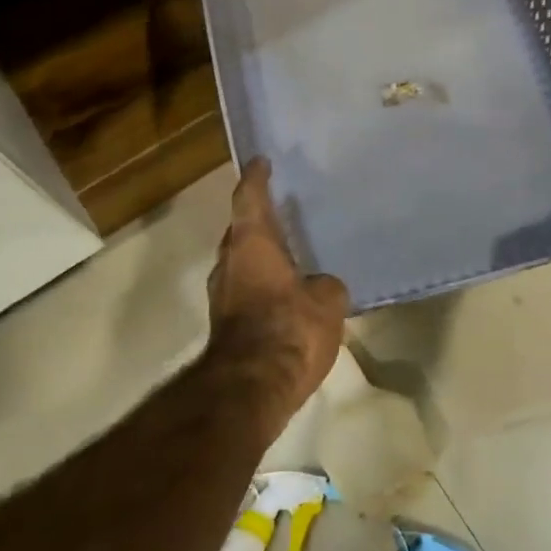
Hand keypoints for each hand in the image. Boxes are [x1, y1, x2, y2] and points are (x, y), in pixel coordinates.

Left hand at [205, 158, 349, 427]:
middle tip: (281, 210)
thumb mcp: (327, 301)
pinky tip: (285, 292)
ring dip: (259, 256)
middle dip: (257, 220)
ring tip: (288, 252)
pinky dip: (261, 284)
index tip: (262, 162)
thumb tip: (319, 288)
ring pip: (241, 262)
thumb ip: (325, 286)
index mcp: (252, 243)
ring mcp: (222, 295)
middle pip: (240, 230)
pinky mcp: (225, 324)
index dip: (256, 178)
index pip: (249, 198)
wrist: (251, 388)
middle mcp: (229, 262)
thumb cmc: (290, 329)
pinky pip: (245, 290)